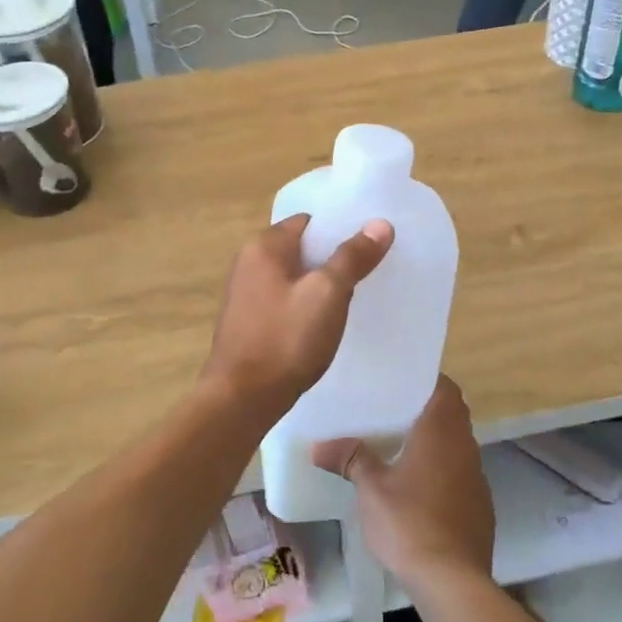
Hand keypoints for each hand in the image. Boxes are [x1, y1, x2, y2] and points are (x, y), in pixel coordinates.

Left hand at [202, 214, 392, 406]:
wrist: (242, 399)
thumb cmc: (286, 339)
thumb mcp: (328, 294)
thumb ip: (352, 257)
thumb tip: (380, 223)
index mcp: (263, 247)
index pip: (308, 222)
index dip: (339, 230)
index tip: (368, 246)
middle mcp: (247, 263)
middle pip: (299, 248)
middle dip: (331, 259)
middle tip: (365, 274)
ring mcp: (244, 294)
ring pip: (291, 277)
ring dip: (318, 285)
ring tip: (349, 300)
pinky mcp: (246, 322)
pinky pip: (282, 301)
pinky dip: (303, 306)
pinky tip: (321, 325)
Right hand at [312, 376, 493, 593]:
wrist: (452, 581)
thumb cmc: (409, 523)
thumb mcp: (371, 489)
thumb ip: (350, 459)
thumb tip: (318, 446)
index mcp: (442, 432)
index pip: (444, 388)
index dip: (425, 379)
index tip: (400, 380)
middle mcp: (465, 447)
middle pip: (452, 414)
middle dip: (426, 409)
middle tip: (391, 410)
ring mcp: (477, 478)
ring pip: (457, 445)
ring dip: (435, 442)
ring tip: (400, 445)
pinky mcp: (480, 506)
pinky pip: (461, 474)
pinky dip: (443, 471)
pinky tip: (418, 488)